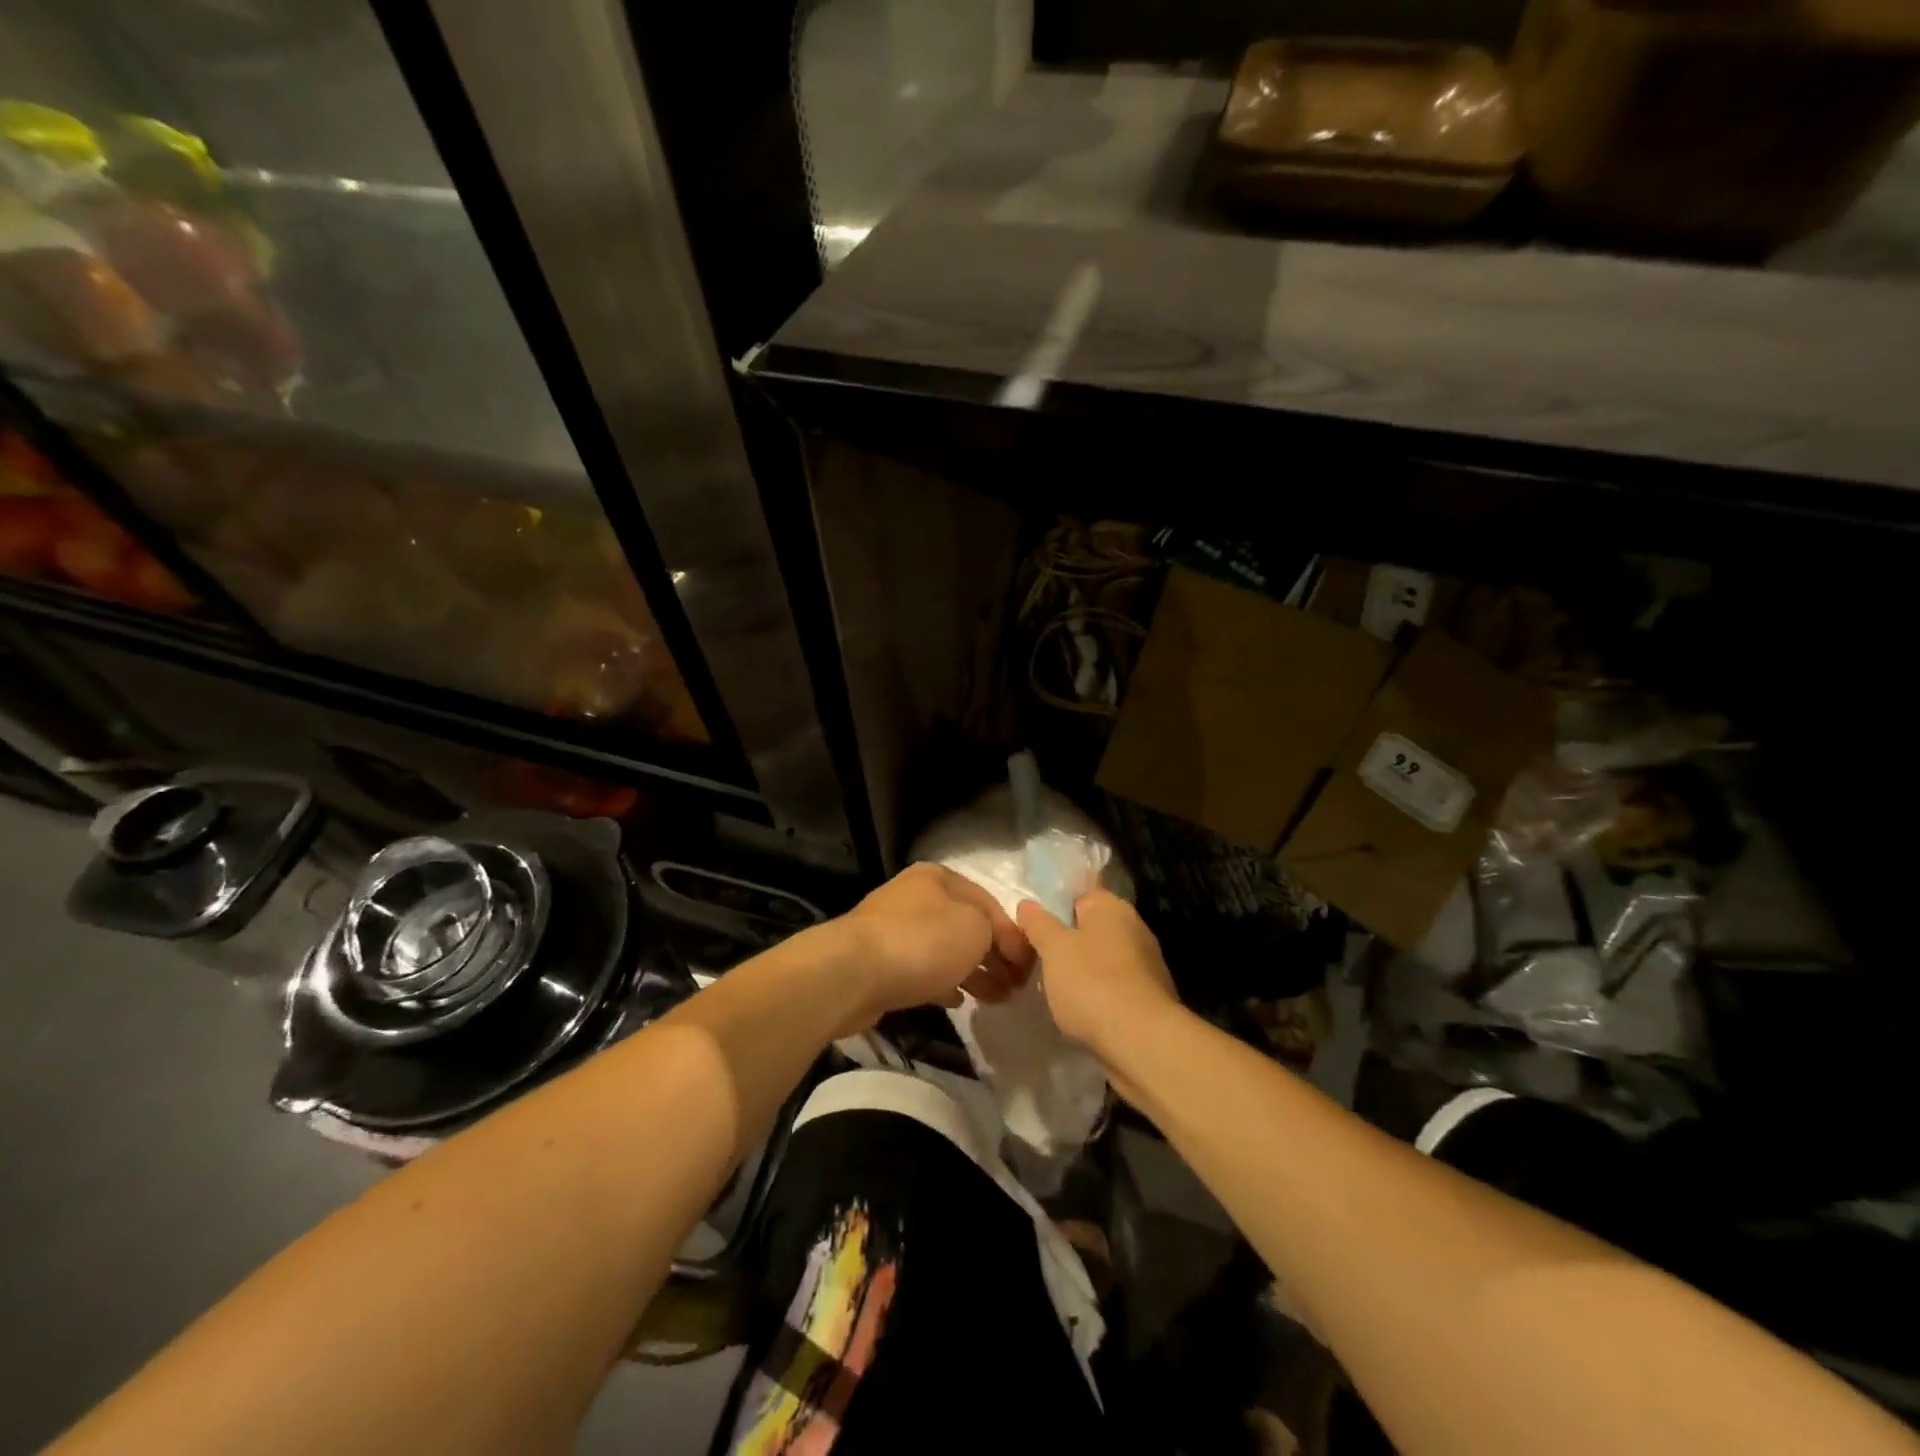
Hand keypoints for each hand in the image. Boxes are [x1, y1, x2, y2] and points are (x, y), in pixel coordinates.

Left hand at [836, 863, 1034, 1027]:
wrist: (853, 974)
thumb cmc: (922, 941)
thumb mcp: (975, 926)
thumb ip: (997, 932)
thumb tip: (999, 948)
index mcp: (937, 878)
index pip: (989, 903)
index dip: (1014, 934)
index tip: (1030, 967)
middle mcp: (915, 897)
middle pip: (966, 926)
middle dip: (995, 955)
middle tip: (1017, 987)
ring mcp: (894, 930)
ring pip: (945, 950)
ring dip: (974, 972)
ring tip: (997, 999)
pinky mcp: (881, 962)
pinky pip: (923, 970)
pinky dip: (944, 982)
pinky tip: (959, 1001)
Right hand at [1016, 890, 1180, 1064]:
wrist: (1141, 1042)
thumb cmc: (1092, 983)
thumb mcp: (1053, 948)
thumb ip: (1038, 923)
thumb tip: (1028, 904)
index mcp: (1111, 906)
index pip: (1077, 892)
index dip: (1051, 904)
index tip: (1030, 923)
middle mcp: (1133, 927)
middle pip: (1089, 925)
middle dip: (1064, 940)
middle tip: (1034, 955)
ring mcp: (1144, 962)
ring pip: (1100, 956)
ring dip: (1079, 968)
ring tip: (1051, 985)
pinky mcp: (1147, 995)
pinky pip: (1112, 984)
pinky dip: (1095, 992)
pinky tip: (1077, 1008)